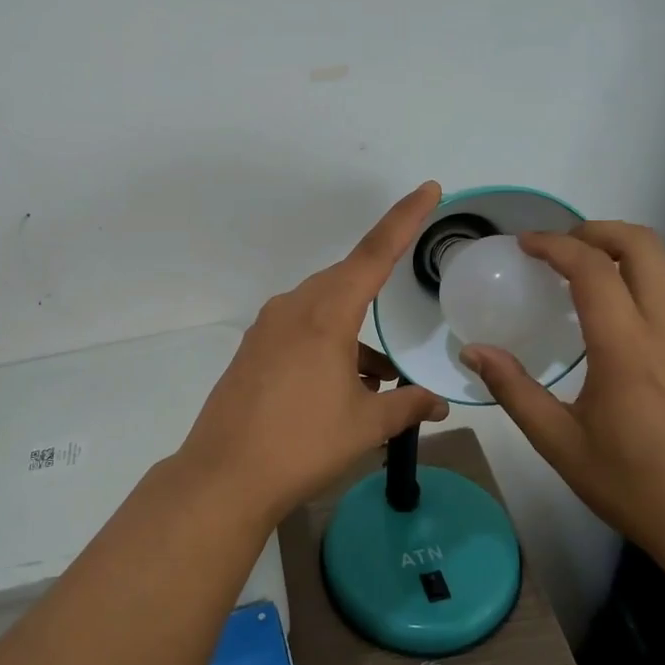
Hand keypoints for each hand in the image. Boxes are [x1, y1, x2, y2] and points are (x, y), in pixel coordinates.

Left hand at [174, 183, 451, 523]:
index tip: (428, 189)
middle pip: (345, 281)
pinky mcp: (252, 350)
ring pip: (322, 309)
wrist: (225, 476)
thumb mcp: (366, 425)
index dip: (404, 219)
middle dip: (377, 293)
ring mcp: (267, 328)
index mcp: (325, 314)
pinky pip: (299, 330)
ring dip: (352, 332)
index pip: (374, 254)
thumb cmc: (303, 444)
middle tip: (402, 310)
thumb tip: (439, 404)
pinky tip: (343, 384)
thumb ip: (407, 406)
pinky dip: (327, 345)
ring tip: (379, 376)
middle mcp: (293, 308)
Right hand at [459, 222, 664, 573]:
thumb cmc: (635, 487)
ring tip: (593, 264)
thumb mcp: (560, 444)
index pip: (594, 270)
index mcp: (628, 350)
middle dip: (598, 231)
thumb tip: (473, 351)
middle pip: (644, 246)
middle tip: (560, 246)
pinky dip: (654, 272)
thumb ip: (514, 390)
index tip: (525, 244)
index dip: (555, 245)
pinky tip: (628, 302)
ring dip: (631, 247)